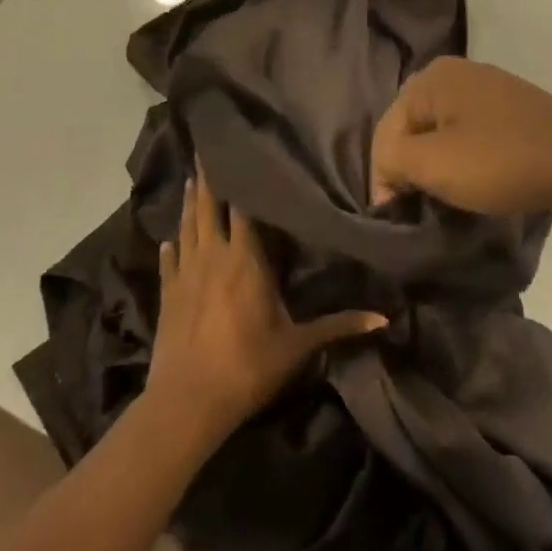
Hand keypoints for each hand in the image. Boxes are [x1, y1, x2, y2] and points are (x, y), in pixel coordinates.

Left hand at [149, 167, 385, 442]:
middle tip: (201, 148)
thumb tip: (385, 319)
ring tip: (191, 179)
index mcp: (246, 260)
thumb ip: (339, 326)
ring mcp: (185, 274)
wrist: (187, 402)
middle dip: (208, 178)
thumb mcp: (298, 346)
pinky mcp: (167, 295)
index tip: (238, 153)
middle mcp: (214, 256)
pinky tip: (167, 240)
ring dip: (189, 204)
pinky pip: (168, 263)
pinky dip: (169, 248)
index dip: (239, 180)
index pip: (242, 208)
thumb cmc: (247, 367)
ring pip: (186, 228)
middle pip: (209, 208)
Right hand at [370, 57, 551, 217]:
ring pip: (445, 132)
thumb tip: (387, 169)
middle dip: (411, 166)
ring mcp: (492, 89)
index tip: (394, 215)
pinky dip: (467, 159)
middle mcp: (459, 72)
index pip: (387, 128)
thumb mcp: (433, 164)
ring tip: (444, 198)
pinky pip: (474, 135)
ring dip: (439, 165)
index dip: (383, 175)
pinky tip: (476, 181)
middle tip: (415, 205)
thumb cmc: (499, 160)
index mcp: (434, 76)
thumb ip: (393, 160)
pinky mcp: (516, 112)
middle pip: (415, 126)